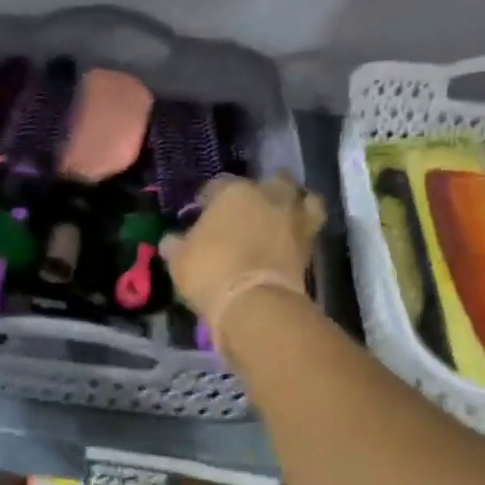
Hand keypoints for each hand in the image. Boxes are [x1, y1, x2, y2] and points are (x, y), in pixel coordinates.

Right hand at [161, 174, 323, 318]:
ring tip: (279, 218)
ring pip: (301, 197)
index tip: (202, 213)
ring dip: (292, 203)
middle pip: (269, 181)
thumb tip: (172, 239)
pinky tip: (290, 238)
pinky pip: (310, 225)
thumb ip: (176, 243)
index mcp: (232, 192)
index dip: (208, 199)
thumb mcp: (179, 260)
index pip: (217, 185)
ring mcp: (294, 216)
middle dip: (260, 192)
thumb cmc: (210, 273)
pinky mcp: (312, 242)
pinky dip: (303, 228)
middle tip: (246, 212)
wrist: (255, 303)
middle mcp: (267, 195)